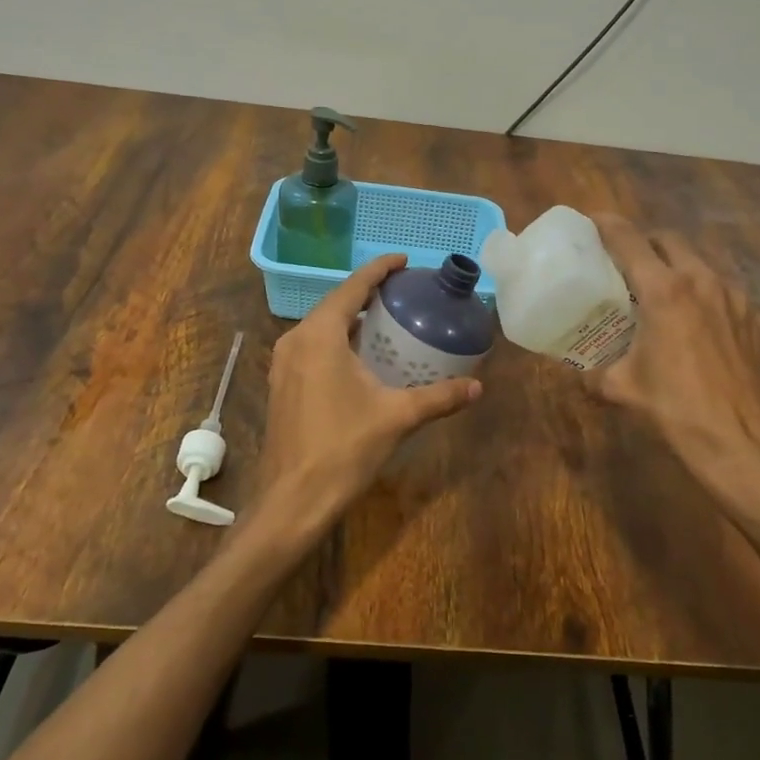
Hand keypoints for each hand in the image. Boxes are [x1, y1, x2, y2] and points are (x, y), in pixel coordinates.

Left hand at [249, 254, 481, 543]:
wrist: (293, 500)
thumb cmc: (344, 449)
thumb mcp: (398, 417)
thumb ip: (439, 397)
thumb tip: (478, 387)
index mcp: (320, 335)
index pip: (353, 288)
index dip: (379, 270)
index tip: (404, 260)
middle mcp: (295, 340)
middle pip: (335, 303)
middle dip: (367, 293)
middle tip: (403, 290)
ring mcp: (283, 363)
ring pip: (321, 326)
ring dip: (351, 317)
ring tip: (385, 318)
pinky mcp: (281, 385)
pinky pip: (312, 347)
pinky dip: (338, 340)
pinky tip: (360, 356)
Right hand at [587, 214, 759, 535]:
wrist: (745, 446)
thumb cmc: (676, 411)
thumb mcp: (622, 389)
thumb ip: (594, 372)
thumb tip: (579, 371)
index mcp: (665, 291)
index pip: (629, 240)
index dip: (607, 225)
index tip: (592, 220)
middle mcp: (704, 282)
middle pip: (670, 240)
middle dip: (646, 243)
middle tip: (627, 263)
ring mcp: (739, 300)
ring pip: (702, 266)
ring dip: (679, 270)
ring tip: (663, 296)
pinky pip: (727, 297)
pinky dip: (707, 302)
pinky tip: (701, 332)